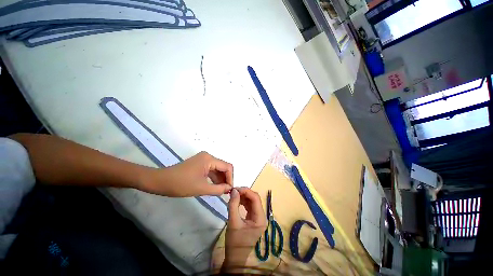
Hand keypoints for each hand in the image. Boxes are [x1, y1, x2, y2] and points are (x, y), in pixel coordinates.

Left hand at [141, 151, 232, 196]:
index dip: (230, 178)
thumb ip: (218, 189)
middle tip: (227, 191)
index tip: (230, 189)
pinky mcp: (200, 164)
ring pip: (217, 169)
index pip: (227, 167)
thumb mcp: (201, 188)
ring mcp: (203, 160)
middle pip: (223, 167)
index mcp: (209, 159)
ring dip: (220, 179)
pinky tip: (215, 187)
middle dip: (226, 179)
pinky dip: (214, 178)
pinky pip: (211, 170)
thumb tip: (229, 189)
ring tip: (222, 191)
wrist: (161, 182)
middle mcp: (208, 157)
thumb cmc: (181, 184)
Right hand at [223, 188, 266, 270]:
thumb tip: (234, 190)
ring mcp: (258, 217)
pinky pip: (249, 206)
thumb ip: (233, 205)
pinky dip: (243, 201)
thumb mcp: (233, 223)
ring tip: (234, 194)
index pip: (256, 199)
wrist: (235, 258)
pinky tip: (236, 200)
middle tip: (234, 191)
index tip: (236, 189)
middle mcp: (261, 216)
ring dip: (243, 196)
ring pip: (252, 201)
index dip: (246, 191)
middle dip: (244, 193)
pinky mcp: (253, 218)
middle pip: (255, 199)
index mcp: (260, 218)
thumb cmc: (235, 243)